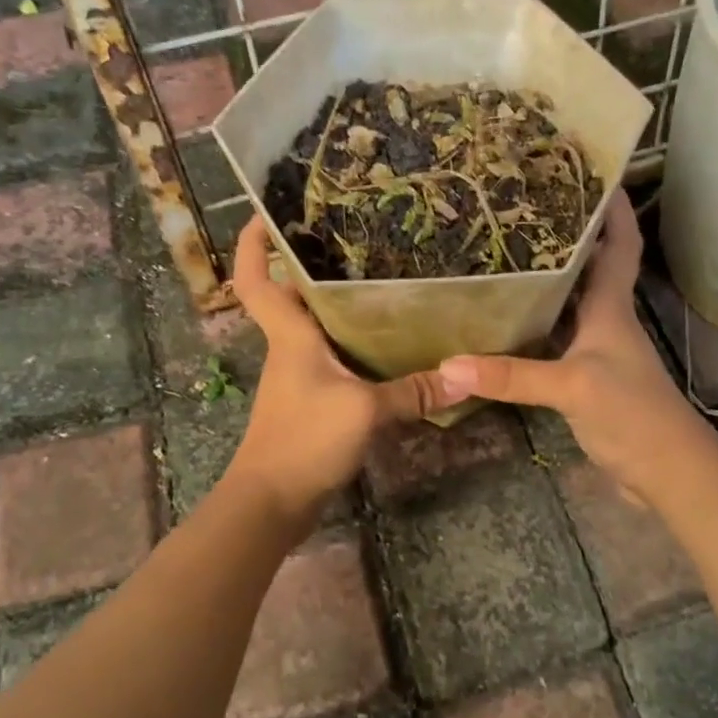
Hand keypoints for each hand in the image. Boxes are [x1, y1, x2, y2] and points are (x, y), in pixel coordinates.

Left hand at [225, 218, 455, 522]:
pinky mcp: (310, 402)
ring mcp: (298, 377)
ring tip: (382, 284)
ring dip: (337, 307)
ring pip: (314, 329)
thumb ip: (412, 391)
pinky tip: (386, 346)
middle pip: (291, 297)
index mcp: (290, 336)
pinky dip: (351, 346)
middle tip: (352, 241)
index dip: (253, 246)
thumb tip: (464, 376)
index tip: (263, 215)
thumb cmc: (304, 440)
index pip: (255, 280)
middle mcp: (289, 349)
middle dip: (311, 266)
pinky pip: (331, 360)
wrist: (270, 502)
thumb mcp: (364, 410)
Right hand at [436, 198, 707, 502]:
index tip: (594, 174)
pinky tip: (506, 326)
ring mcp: (596, 353)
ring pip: (570, 305)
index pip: (620, 246)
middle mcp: (606, 322)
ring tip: (505, 256)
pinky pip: (556, 342)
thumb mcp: (572, 387)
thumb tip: (447, 365)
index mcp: (612, 308)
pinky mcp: (585, 382)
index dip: (613, 210)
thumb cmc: (633, 415)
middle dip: (568, 237)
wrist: (668, 474)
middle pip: (590, 268)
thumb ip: (512, 375)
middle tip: (525, 211)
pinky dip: (535, 328)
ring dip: (547, 282)